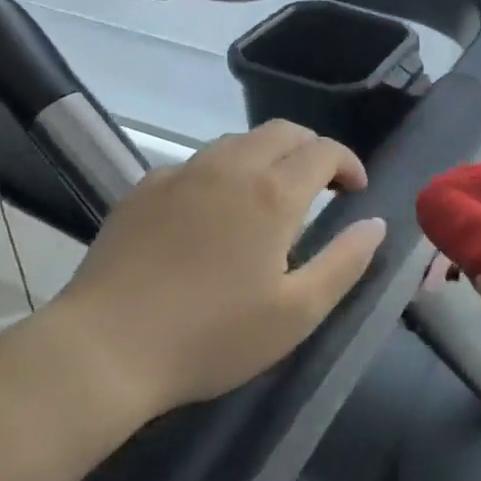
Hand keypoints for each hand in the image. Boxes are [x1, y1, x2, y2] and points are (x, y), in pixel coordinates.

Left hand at [39, 121, 387, 421]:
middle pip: (283, 132)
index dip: (348, 163)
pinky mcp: (144, 188)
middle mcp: (230, 167)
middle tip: (322, 186)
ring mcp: (182, 173)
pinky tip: (213, 211)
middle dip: (312, 149)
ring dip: (268, 155)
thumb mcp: (296, 313)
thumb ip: (345, 262)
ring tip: (271, 195)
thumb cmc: (212, 336)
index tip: (355, 191)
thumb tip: (376, 224)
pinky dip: (223, 171)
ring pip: (238, 141)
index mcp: (272, 193)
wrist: (104, 349)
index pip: (324, 150)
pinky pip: (198, 162)